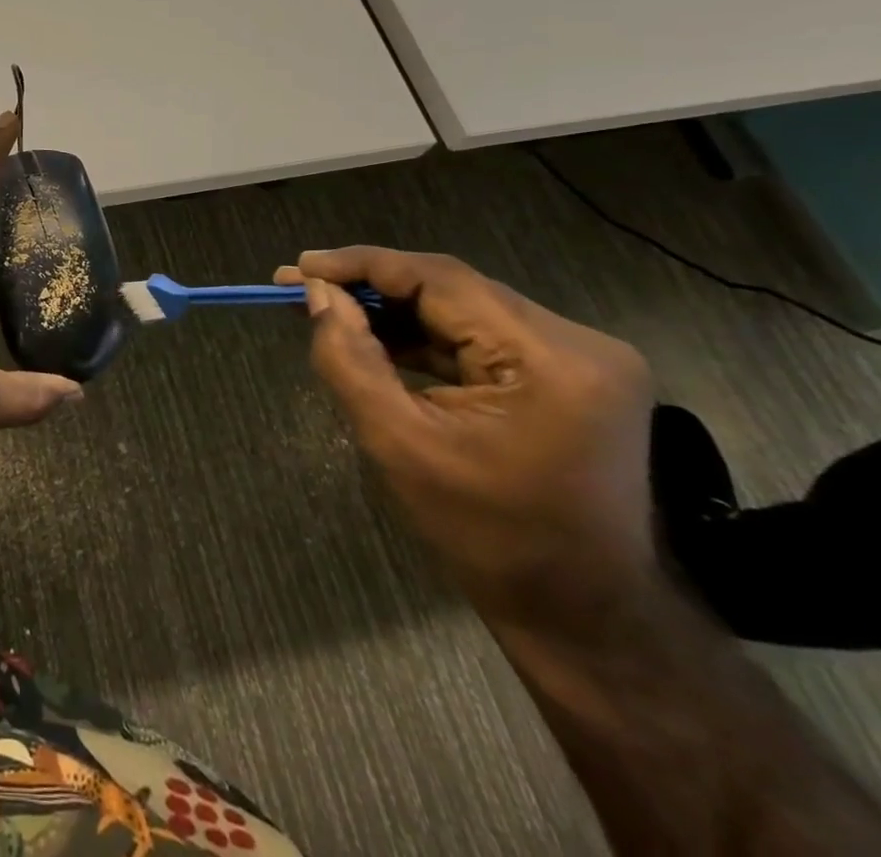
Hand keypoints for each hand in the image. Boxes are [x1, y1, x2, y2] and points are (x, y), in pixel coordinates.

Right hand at [279, 248, 656, 638]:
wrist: (582, 616)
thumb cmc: (488, 537)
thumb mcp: (399, 443)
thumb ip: (350, 359)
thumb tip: (318, 295)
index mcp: (552, 359)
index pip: (441, 280)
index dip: (362, 265)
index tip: (298, 267)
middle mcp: (578, 343)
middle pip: (453, 289)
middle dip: (373, 286)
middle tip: (303, 286)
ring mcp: (580, 359)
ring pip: (463, 309)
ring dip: (395, 310)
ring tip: (329, 309)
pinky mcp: (568, 376)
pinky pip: (480, 336)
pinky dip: (424, 336)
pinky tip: (377, 338)